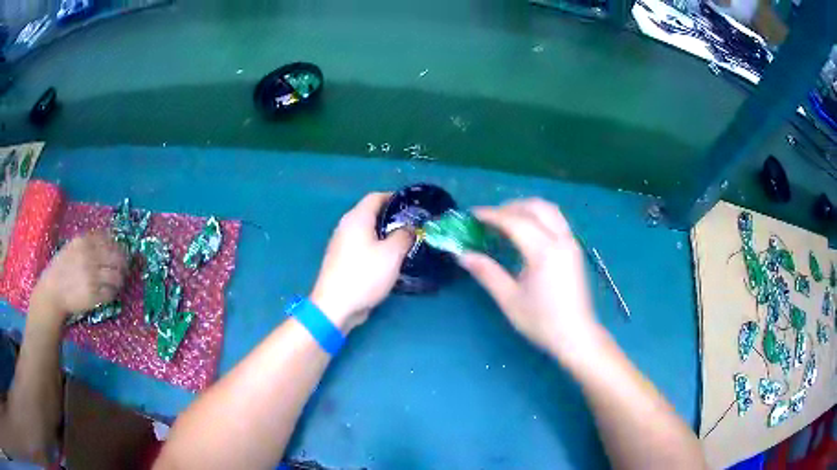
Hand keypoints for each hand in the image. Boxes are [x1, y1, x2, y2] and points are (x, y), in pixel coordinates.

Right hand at [31, 231, 127, 321]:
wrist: (52, 291)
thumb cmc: (61, 268)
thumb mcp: (73, 247)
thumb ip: (89, 242)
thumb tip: (109, 240)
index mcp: (85, 242)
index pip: (110, 241)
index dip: (119, 248)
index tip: (121, 253)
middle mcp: (90, 258)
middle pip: (117, 259)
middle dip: (123, 264)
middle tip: (124, 269)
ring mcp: (92, 277)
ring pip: (117, 277)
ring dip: (120, 280)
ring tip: (118, 282)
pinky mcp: (94, 296)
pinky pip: (111, 293)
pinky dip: (113, 293)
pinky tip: (110, 292)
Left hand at [310, 192, 412, 331]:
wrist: (335, 305)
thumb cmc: (364, 275)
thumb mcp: (392, 254)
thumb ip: (404, 236)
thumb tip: (410, 228)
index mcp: (357, 218)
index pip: (376, 197)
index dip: (395, 198)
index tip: (412, 207)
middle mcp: (346, 226)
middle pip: (370, 213)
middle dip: (391, 217)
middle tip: (412, 226)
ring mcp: (341, 243)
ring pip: (366, 231)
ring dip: (384, 234)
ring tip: (404, 243)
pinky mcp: (340, 260)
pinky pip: (361, 246)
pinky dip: (375, 247)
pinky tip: (387, 260)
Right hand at [459, 198, 602, 362]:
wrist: (576, 336)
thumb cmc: (542, 321)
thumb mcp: (509, 299)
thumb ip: (486, 272)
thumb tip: (462, 255)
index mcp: (544, 251)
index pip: (515, 221)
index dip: (492, 215)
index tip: (472, 215)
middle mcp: (561, 240)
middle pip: (535, 207)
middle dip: (509, 207)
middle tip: (489, 219)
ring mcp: (571, 243)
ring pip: (549, 209)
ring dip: (526, 208)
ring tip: (506, 220)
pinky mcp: (575, 249)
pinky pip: (556, 220)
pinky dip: (538, 216)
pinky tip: (526, 231)